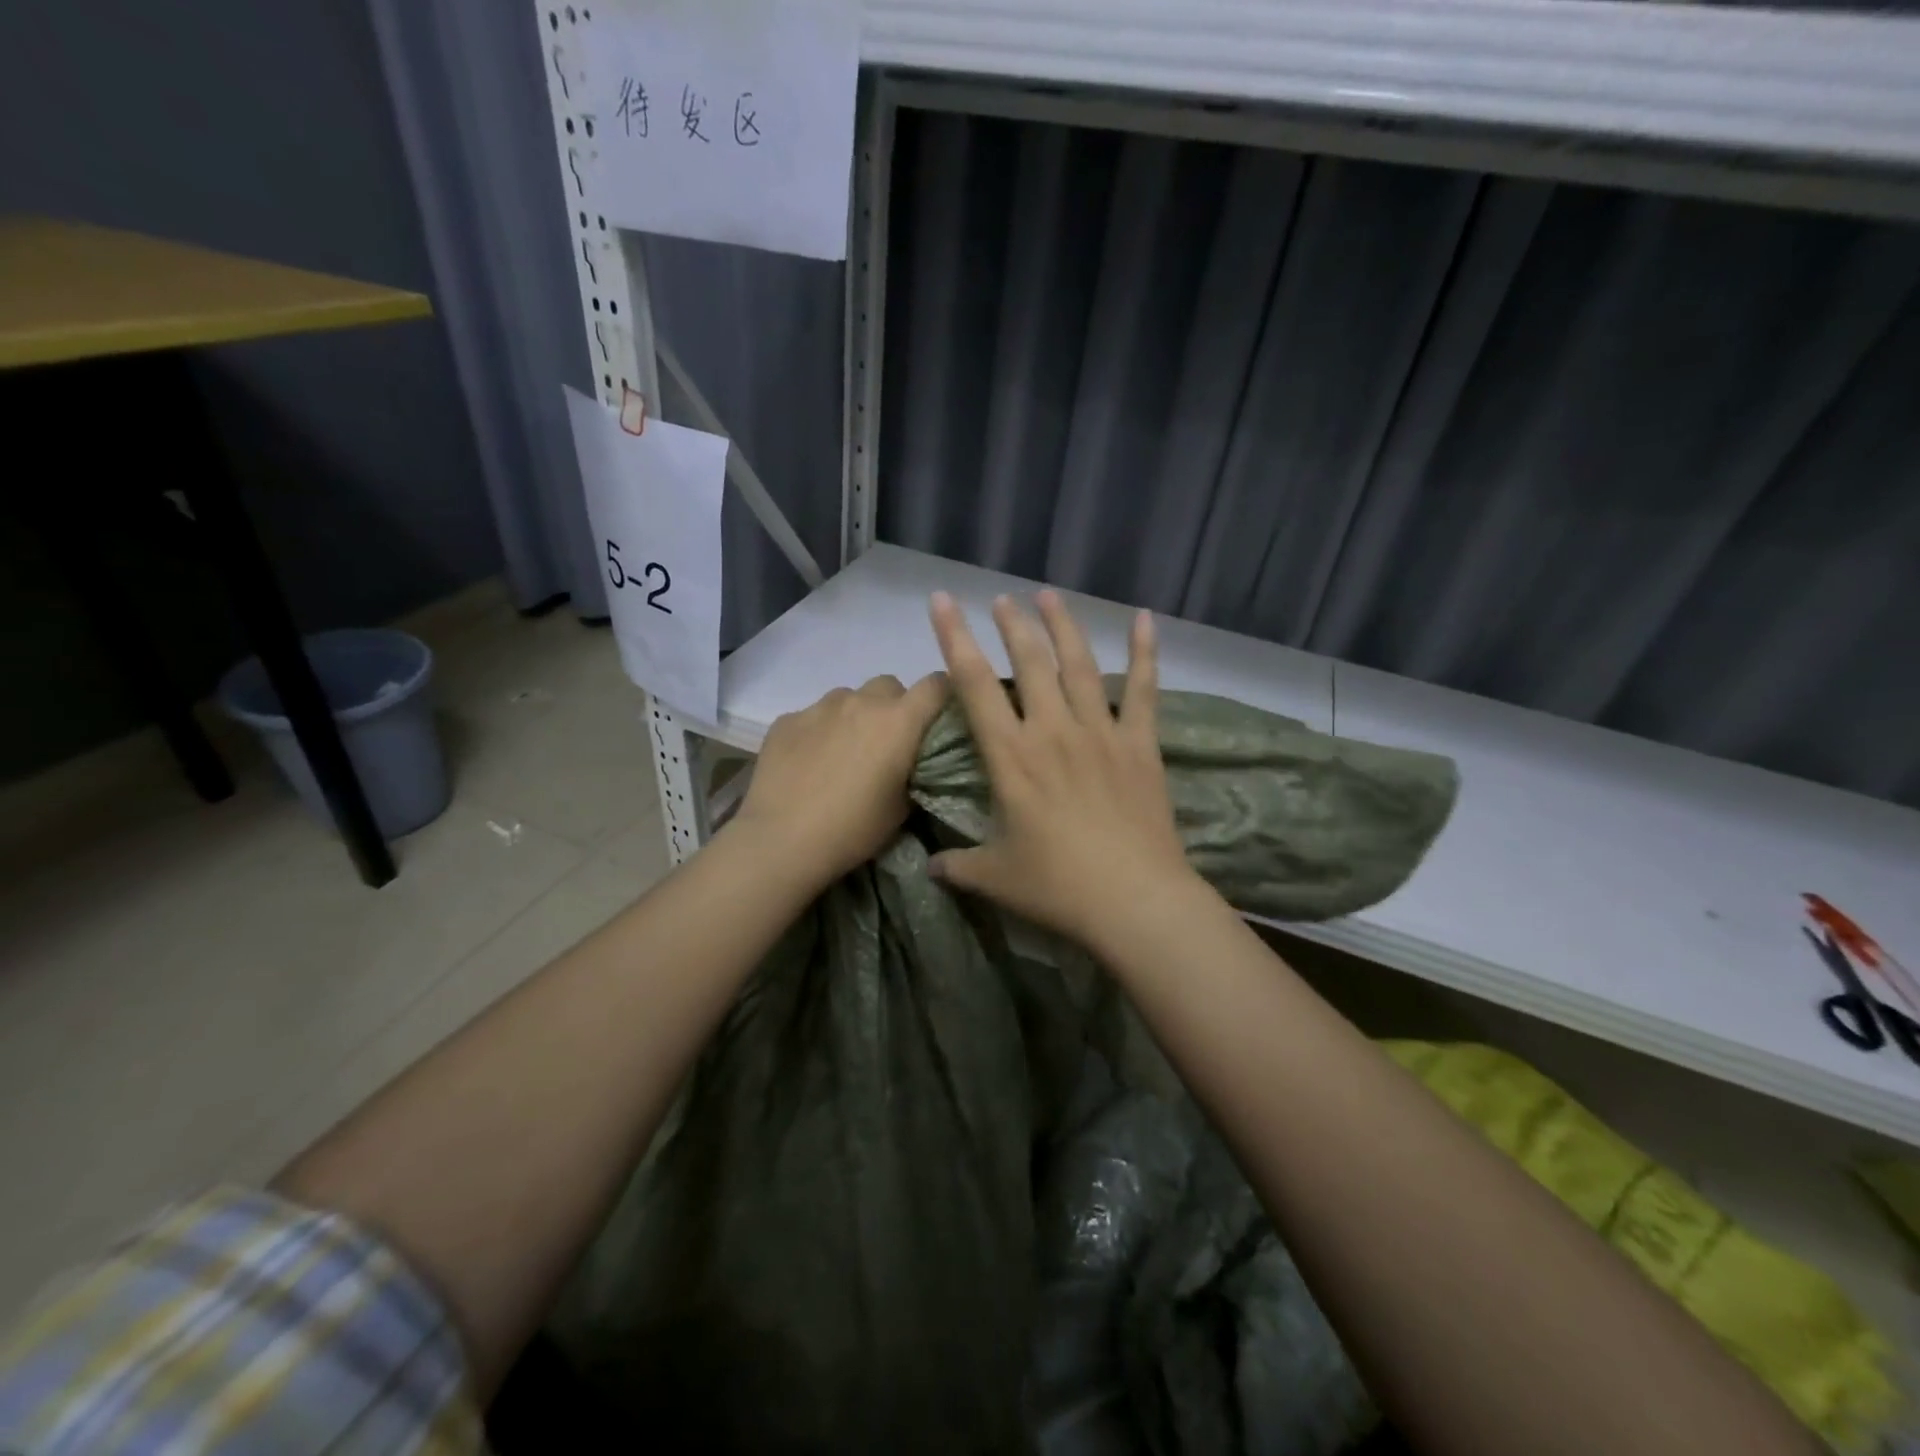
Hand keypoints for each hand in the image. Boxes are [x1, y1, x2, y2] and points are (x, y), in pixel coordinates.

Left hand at [731, 673, 948, 884]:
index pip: (936, 685)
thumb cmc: (853, 829)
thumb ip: (915, 771)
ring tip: (843, 753)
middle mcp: (861, 702)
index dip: (943, 696)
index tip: (939, 717)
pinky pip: (813, 715)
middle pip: (889, 686)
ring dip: (855, 716)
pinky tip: (808, 763)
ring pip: (848, 698)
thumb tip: (912, 761)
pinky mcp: (786, 720)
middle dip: (894, 707)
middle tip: (887, 742)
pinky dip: (819, 731)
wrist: (782, 841)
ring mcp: (819, 707)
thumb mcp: (902, 808)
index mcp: (898, 721)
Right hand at [927, 589, 1196, 947]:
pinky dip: (1146, 653)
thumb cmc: (1058, 887)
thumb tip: (929, 869)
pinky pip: (1145, 690)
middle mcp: (1053, 731)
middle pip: (1029, 662)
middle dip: (1012, 625)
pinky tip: (1145, 620)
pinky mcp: (1141, 745)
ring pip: (1079, 665)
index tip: (943, 602)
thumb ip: (958, 867)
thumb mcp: (996, 879)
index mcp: (1011, 757)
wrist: (1134, 901)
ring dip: (1062, 626)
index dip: (955, 638)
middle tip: (1002, 599)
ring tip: (1048, 595)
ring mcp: (1101, 733)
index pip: (974, 685)